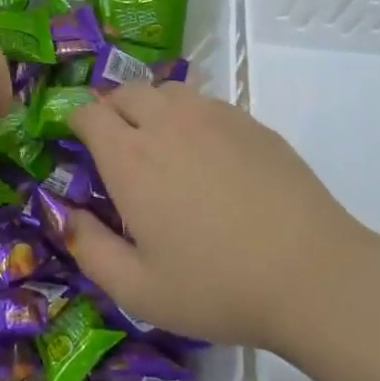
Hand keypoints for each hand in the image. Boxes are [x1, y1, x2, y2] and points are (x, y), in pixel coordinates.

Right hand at [62, 83, 378, 350]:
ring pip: (168, 91)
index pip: (90, 113)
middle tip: (115, 143)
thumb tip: (67, 215)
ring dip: (151, 106)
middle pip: (126, 92)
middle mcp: (167, 123)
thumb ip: (90, 249)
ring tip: (159, 142)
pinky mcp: (251, 123)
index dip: (76, 121)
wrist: (312, 274)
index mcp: (131, 158)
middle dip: (111, 109)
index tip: (78, 142)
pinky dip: (190, 115)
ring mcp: (214, 117)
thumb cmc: (216, 286)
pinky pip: (206, 103)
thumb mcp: (138, 290)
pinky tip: (205, 153)